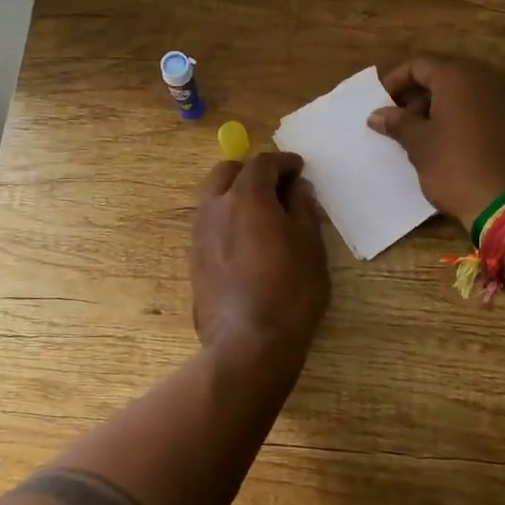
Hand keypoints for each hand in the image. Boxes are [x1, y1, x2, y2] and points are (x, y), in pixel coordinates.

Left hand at [191, 151, 329, 362]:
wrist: (249, 342)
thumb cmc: (290, 290)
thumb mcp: (310, 245)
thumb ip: (303, 208)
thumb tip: (296, 188)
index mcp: (246, 197)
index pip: (262, 163)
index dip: (283, 162)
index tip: (299, 169)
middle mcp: (215, 207)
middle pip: (227, 172)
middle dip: (251, 171)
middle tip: (276, 186)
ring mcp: (199, 233)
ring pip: (213, 197)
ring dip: (235, 194)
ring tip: (261, 213)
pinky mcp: (194, 258)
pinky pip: (209, 223)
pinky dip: (226, 218)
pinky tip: (246, 239)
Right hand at [367, 54, 504, 229]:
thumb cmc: (457, 168)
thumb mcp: (420, 146)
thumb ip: (398, 123)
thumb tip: (377, 114)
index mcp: (459, 76)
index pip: (419, 64)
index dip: (395, 81)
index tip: (381, 104)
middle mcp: (489, 77)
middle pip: (446, 74)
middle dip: (420, 94)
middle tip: (402, 120)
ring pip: (470, 91)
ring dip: (445, 106)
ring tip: (427, 134)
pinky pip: (490, 108)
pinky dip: (469, 117)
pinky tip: (458, 143)